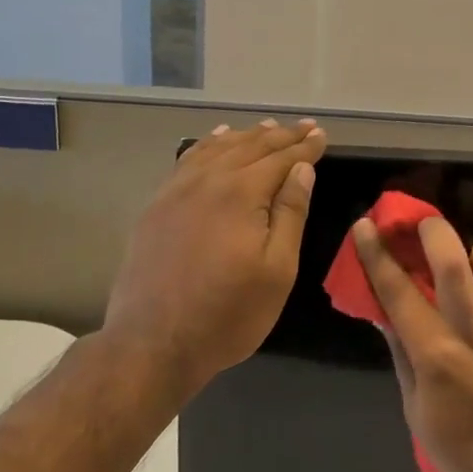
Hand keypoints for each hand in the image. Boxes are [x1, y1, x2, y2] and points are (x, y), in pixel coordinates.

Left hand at [104, 119, 325, 398]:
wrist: (152, 344)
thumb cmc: (227, 314)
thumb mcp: (277, 270)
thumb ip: (290, 213)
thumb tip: (302, 169)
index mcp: (241, 193)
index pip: (280, 159)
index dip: (304, 147)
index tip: (321, 135)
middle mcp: (208, 181)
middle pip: (250, 147)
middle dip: (280, 136)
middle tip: (304, 127)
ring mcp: (176, 191)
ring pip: (217, 149)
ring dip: (246, 136)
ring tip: (267, 127)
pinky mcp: (157, 206)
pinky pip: (187, 161)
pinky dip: (207, 145)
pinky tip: (215, 140)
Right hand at [353, 215, 472, 471]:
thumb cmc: (464, 453)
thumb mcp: (417, 411)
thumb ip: (401, 355)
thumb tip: (383, 312)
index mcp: (437, 356)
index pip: (399, 292)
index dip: (377, 254)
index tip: (366, 225)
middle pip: (452, 261)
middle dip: (433, 232)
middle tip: (424, 225)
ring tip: (472, 270)